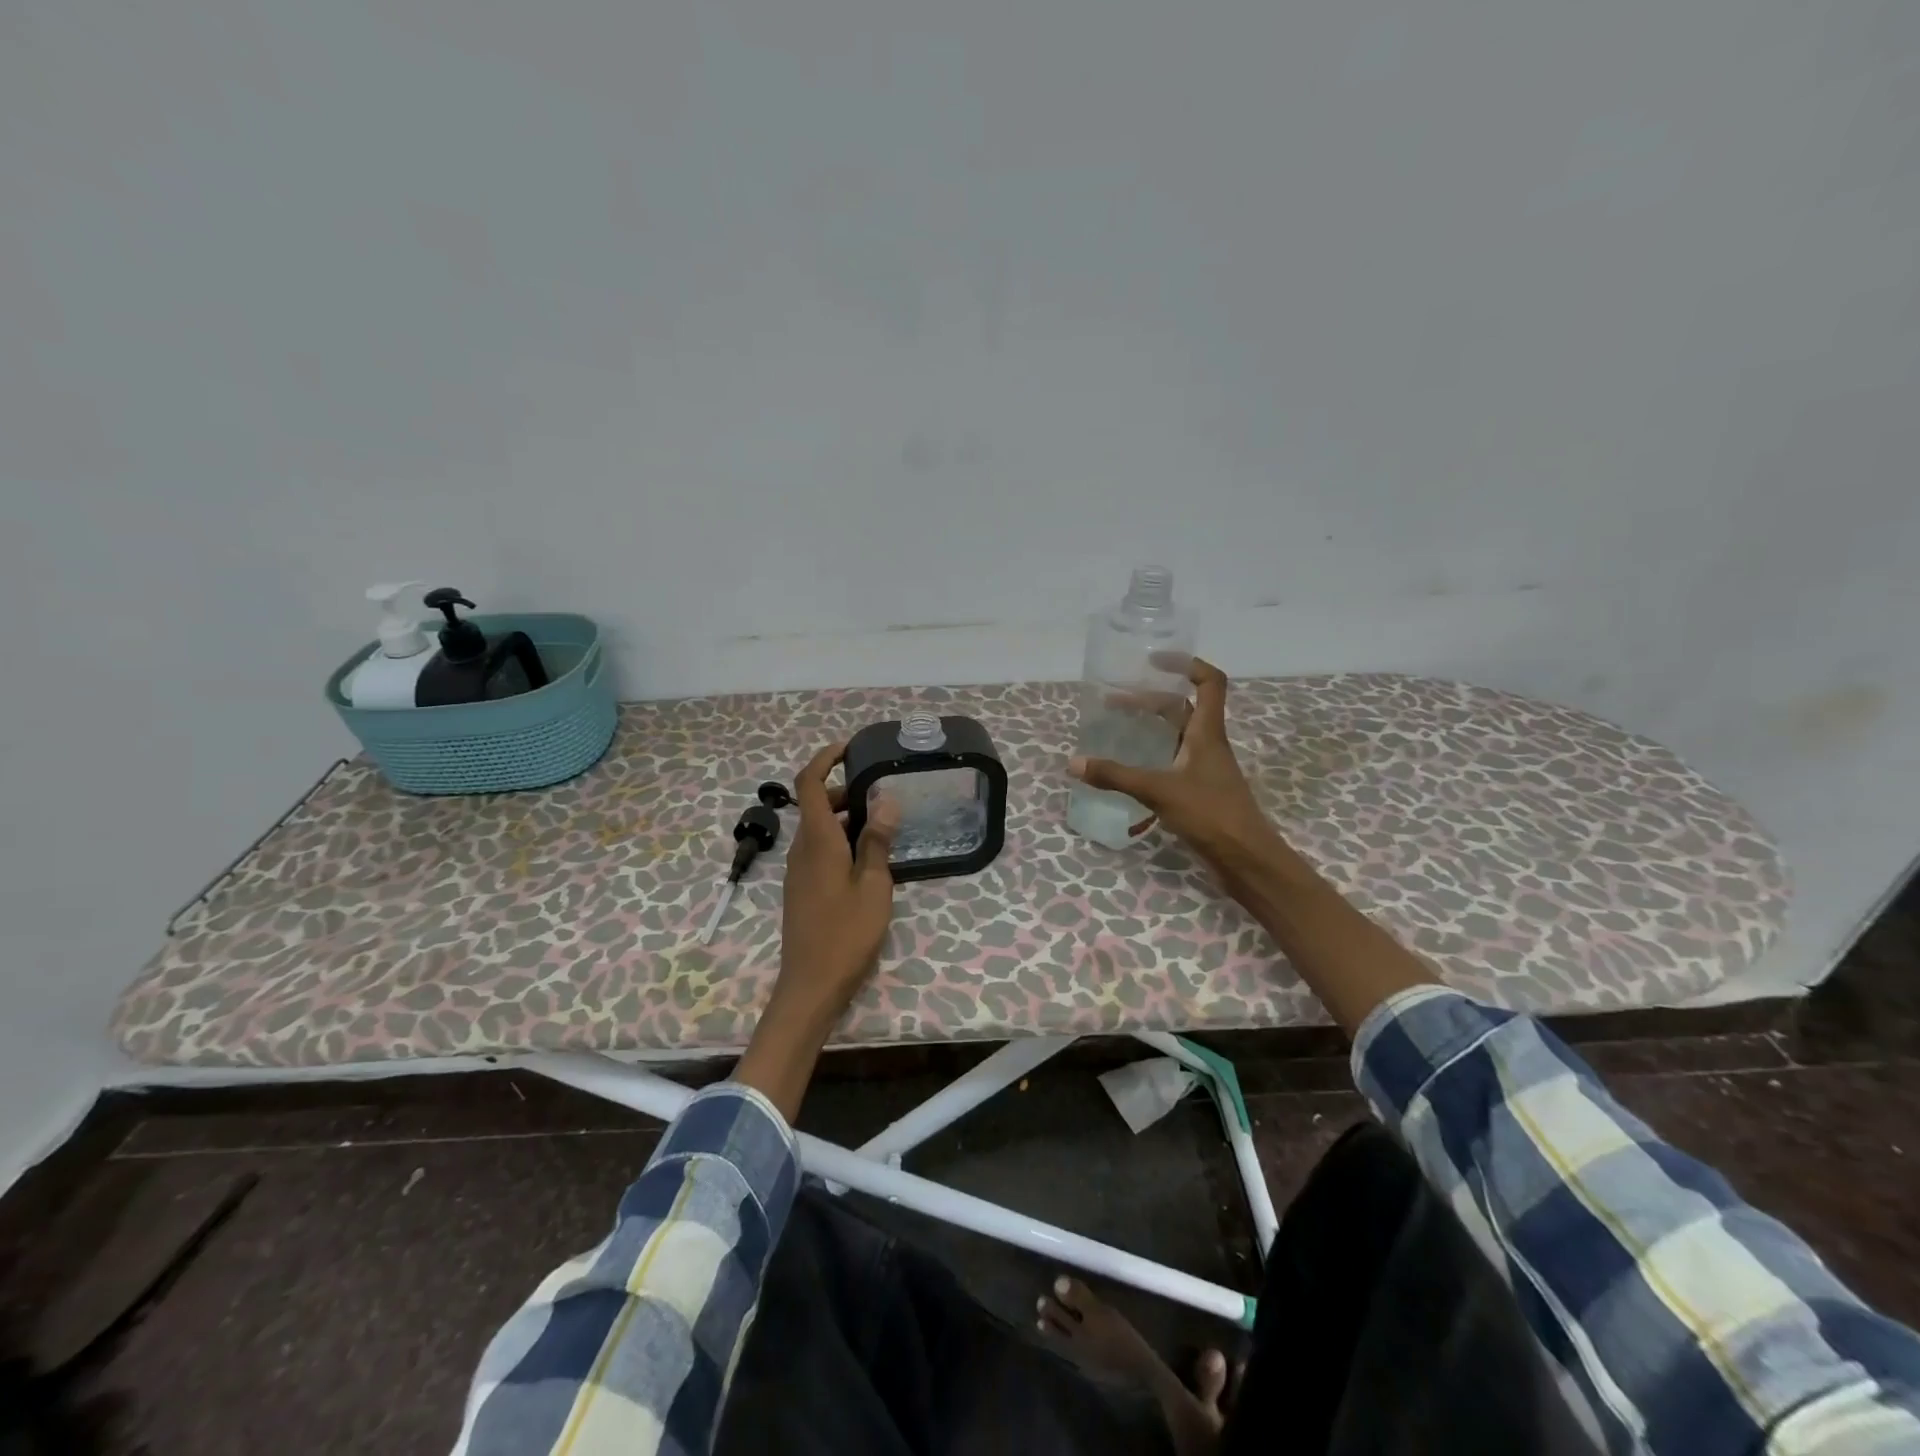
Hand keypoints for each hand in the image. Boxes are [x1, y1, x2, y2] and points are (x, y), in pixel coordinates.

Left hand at [777, 741, 900, 1016]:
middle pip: (815, 803)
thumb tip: (884, 799)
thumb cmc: (846, 933)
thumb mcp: (874, 885)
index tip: (850, 748)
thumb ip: (877, 840)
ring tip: (883, 825)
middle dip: (844, 789)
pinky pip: (819, 849)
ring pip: (818, 828)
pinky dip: (841, 839)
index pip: (807, 783)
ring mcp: (799, 870)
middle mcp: (802, 848)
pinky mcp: (803, 888)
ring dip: (845, 817)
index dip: (824, 758)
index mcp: (817, 840)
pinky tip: (869, 858)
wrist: (811, 985)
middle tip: (881, 792)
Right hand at [1068, 657, 1274, 870]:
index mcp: (1207, 732)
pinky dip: (1152, 755)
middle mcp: (1208, 744)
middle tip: (1114, 702)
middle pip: (1183, 708)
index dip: (1186, 664)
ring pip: (1177, 735)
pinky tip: (1130, 768)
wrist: (1246, 859)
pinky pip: (1173, 760)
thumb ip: (1116, 776)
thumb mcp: (1158, 791)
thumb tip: (1074, 762)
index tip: (1154, 660)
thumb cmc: (1210, 814)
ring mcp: (1205, 768)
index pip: (1210, 682)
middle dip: (1150, 698)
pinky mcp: (1200, 790)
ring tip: (1117, 728)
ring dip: (1150, 727)